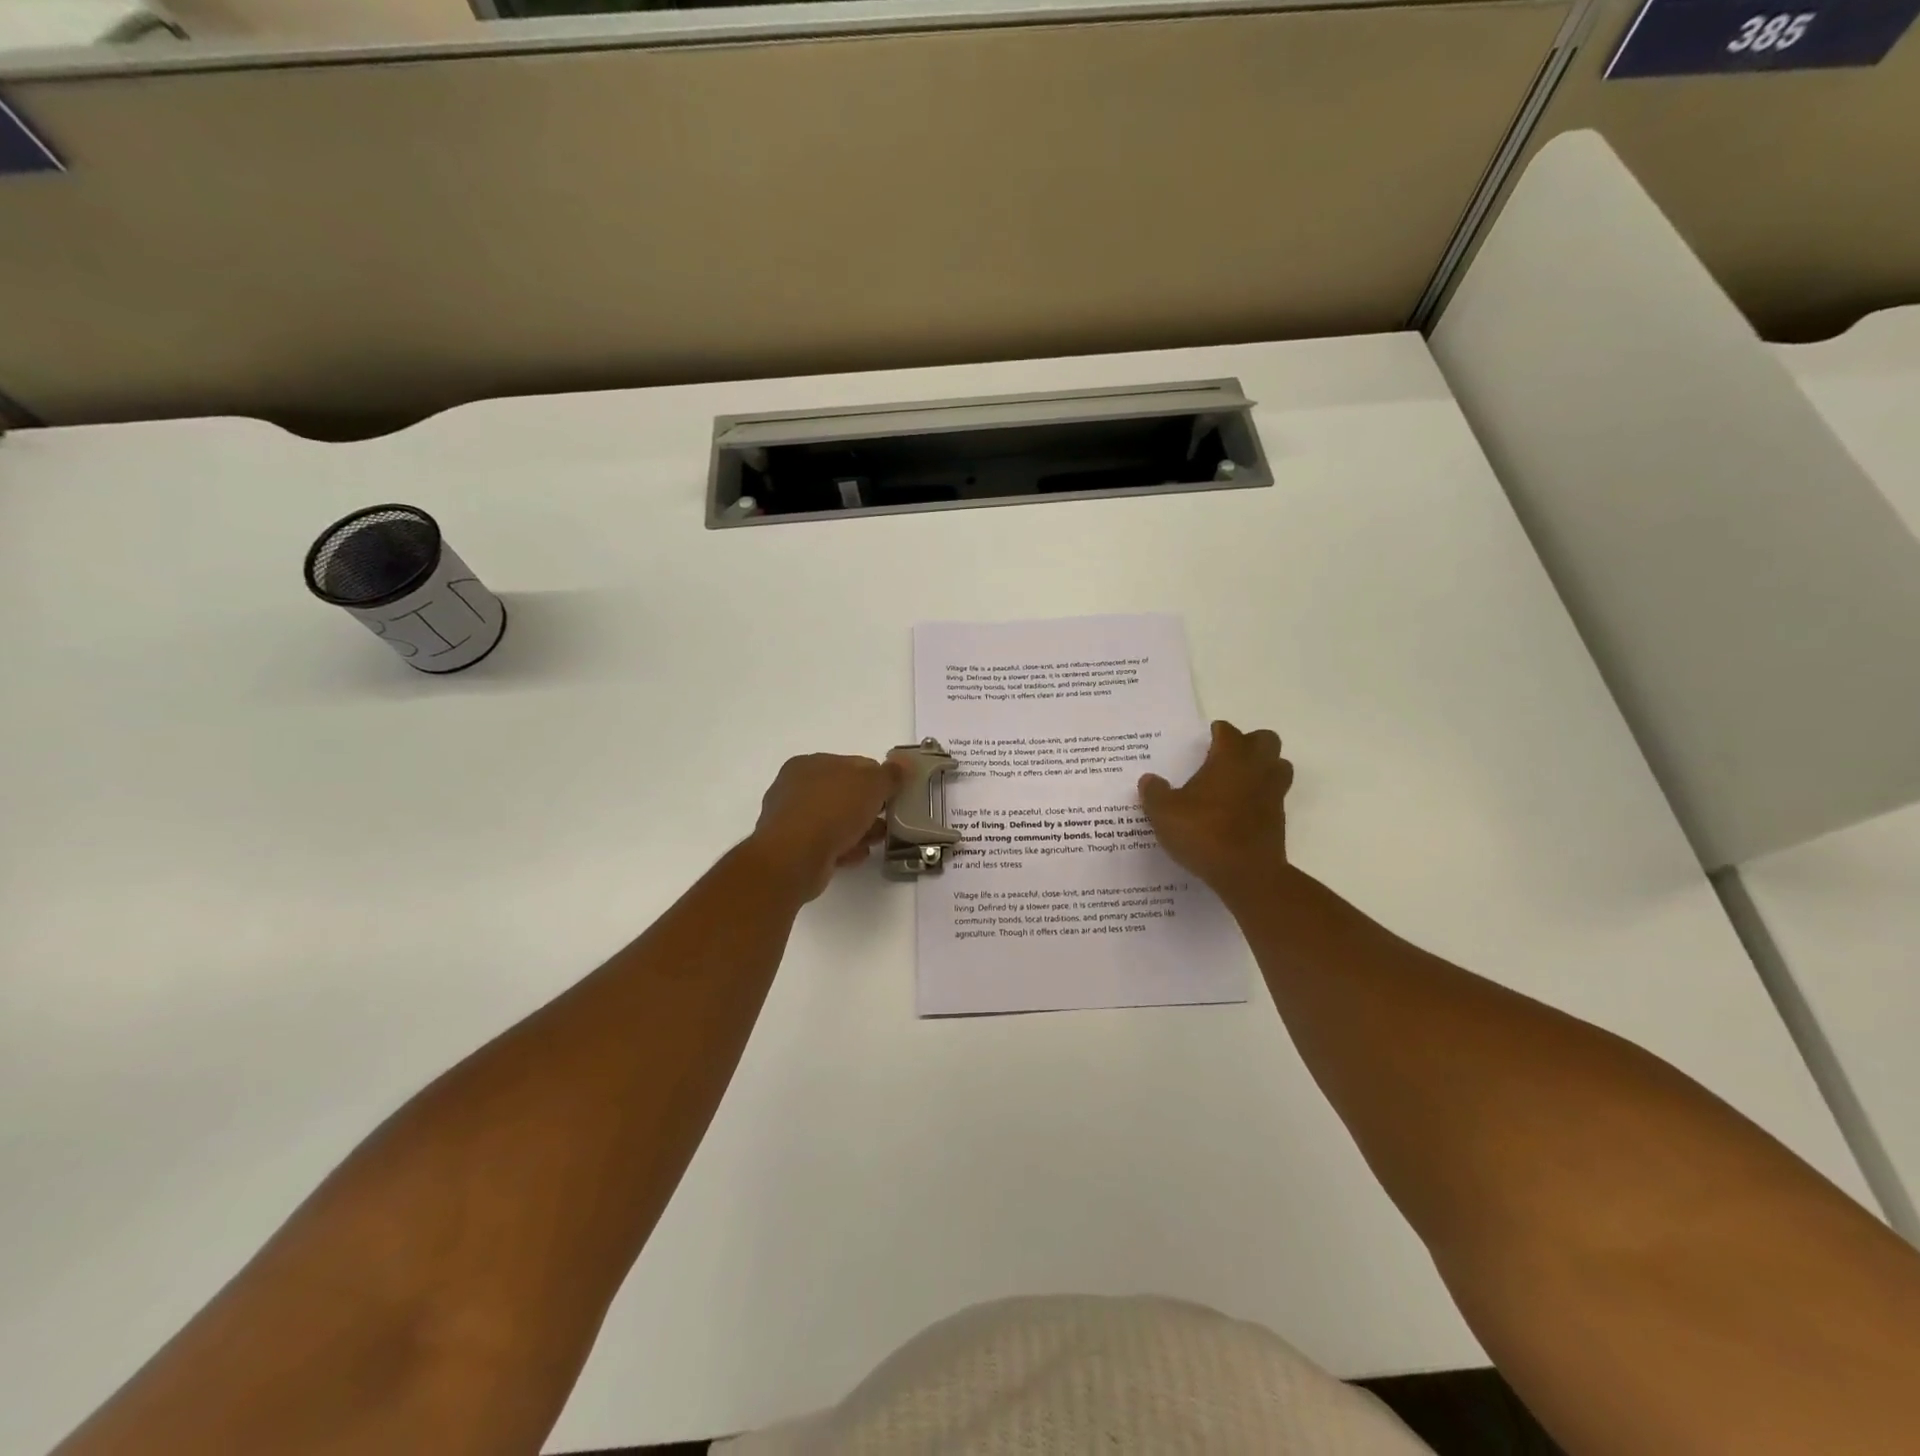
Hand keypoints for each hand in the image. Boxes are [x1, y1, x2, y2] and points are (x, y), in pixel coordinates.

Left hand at [747, 753, 903, 901]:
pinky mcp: (792, 848)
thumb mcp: (871, 784)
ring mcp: (791, 819)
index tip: (895, 794)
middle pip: (843, 793)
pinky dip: (843, 847)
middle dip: (868, 806)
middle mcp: (795, 787)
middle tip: (889, 819)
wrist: (795, 857)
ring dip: (858, 829)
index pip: (852, 764)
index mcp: (809, 763)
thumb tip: (903, 763)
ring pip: (834, 820)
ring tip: (877, 840)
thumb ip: (890, 774)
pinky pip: (825, 843)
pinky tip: (857, 855)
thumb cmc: (833, 809)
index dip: (878, 778)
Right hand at [1139, 720, 1292, 895]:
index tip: (1207, 737)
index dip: (1218, 732)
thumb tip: (1149, 780)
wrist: (1246, 874)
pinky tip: (1239, 811)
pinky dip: (1261, 797)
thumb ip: (1155, 793)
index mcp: (1230, 759)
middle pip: (1266, 741)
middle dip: (1249, 743)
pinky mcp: (1279, 819)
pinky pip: (1274, 796)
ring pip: (1279, 766)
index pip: (1229, 732)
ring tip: (1238, 781)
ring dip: (1263, 767)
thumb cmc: (1204, 833)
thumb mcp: (1164, 813)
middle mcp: (1256, 769)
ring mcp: (1273, 794)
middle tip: (1226, 757)